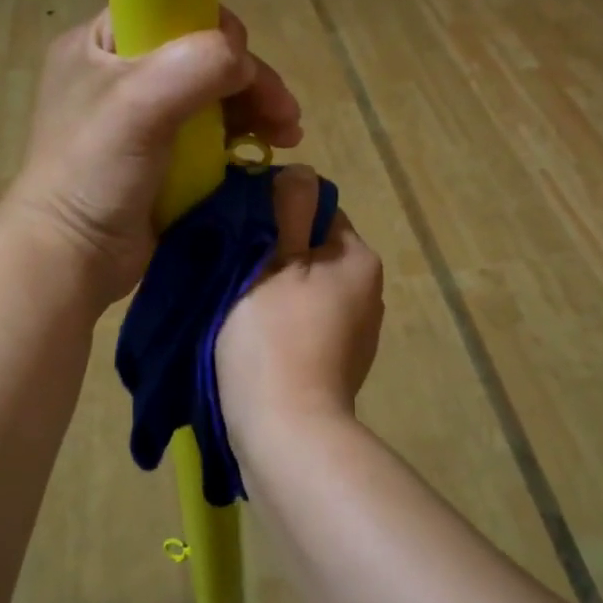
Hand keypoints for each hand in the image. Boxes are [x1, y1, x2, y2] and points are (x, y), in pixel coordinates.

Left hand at [5, 8, 303, 306]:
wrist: (73, 258)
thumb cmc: (94, 173)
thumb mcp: (138, 104)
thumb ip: (196, 65)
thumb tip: (244, 62)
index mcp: (100, 44)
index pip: (169, 8)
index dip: (212, 28)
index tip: (240, 63)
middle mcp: (121, 73)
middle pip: (200, 55)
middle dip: (248, 79)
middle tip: (285, 112)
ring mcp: (142, 118)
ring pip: (212, 94)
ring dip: (255, 108)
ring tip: (289, 134)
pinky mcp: (162, 157)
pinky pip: (211, 133)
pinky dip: (242, 137)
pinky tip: (270, 148)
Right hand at [217, 166, 384, 439]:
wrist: (288, 432)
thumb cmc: (273, 337)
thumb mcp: (271, 261)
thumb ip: (287, 210)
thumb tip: (300, 170)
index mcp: (358, 258)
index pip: (318, 210)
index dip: (277, 213)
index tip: (242, 233)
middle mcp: (370, 290)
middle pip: (313, 250)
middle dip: (276, 254)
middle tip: (233, 271)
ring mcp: (359, 331)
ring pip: (310, 289)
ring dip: (278, 290)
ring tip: (240, 308)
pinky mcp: (343, 363)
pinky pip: (310, 323)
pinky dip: (287, 323)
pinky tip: (260, 341)